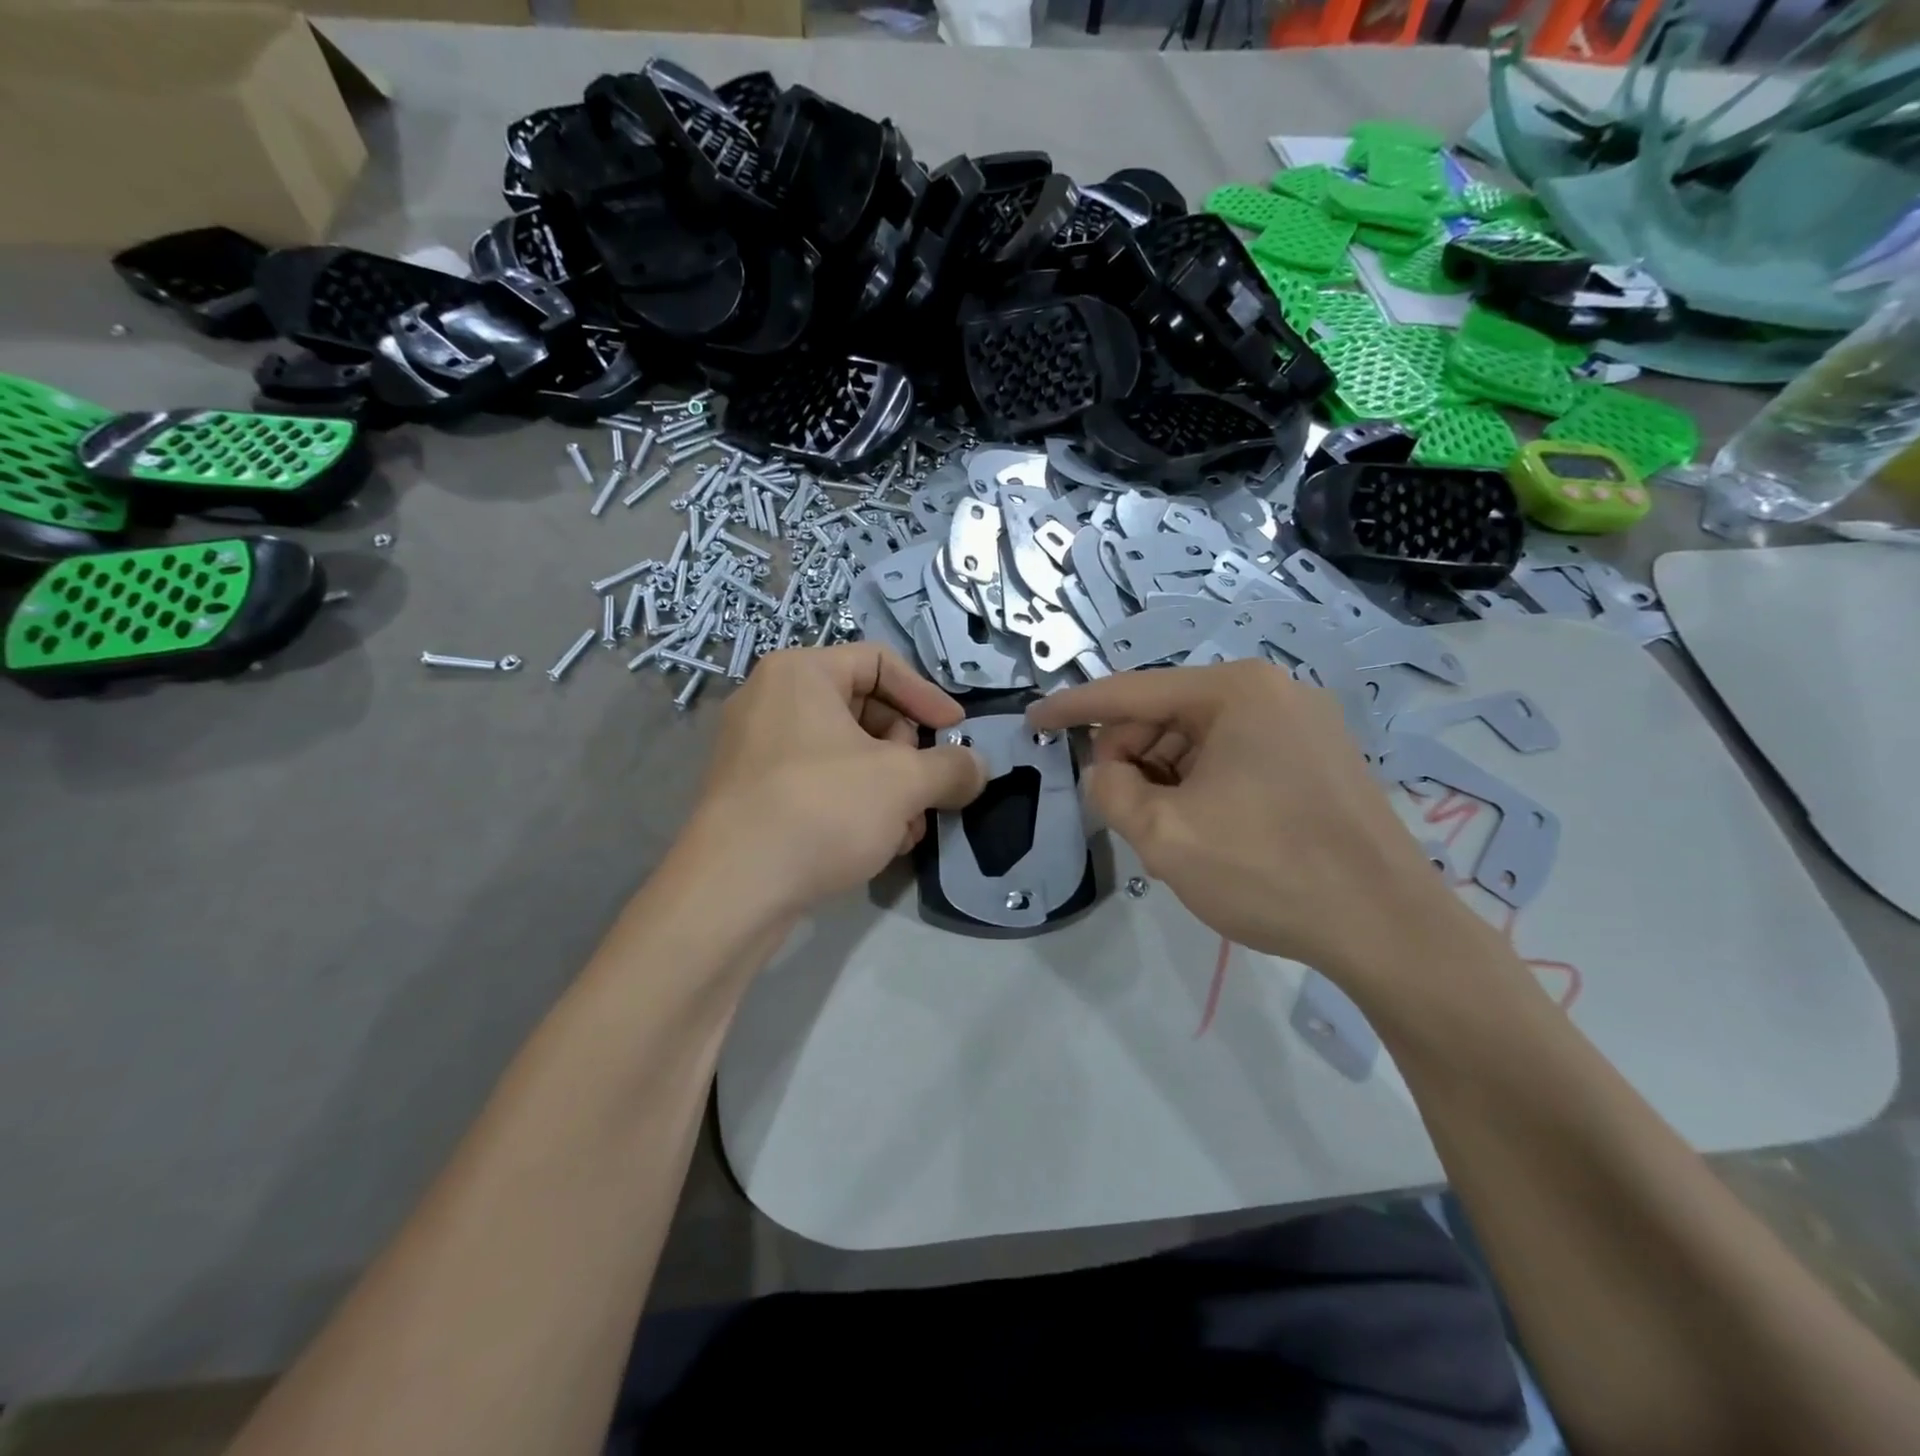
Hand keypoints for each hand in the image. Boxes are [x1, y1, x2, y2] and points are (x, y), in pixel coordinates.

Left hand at [682, 644, 985, 916]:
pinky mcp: (752, 794)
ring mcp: (756, 749)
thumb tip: (978, 768)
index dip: (927, 696)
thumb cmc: (822, 809)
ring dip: (889, 789)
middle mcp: (771, 700)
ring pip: (846, 754)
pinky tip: (878, 844)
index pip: (881, 663)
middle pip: (865, 710)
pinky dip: (855, 805)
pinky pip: (819, 782)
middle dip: (908, 755)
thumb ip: (952, 767)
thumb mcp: (904, 782)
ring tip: (908, 830)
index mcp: (801, 673)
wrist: (733, 890)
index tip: (957, 734)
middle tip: (927, 791)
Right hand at [1029, 661, 1470, 977]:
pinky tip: (1207, 829)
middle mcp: (1272, 691)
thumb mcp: (1165, 835)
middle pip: (1167, 716)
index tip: (1032, 722)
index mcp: (1234, 691)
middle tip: (1123, 815)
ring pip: (1200, 740)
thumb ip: (1112, 792)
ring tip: (1171, 833)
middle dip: (1131, 759)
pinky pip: (1236, 757)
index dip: (1073, 709)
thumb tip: (1106, 771)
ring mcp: (1303, 723)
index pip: (1131, 692)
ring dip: (1167, 779)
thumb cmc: (1269, 870)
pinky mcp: (1319, 758)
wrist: (1389, 928)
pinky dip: (1203, 786)